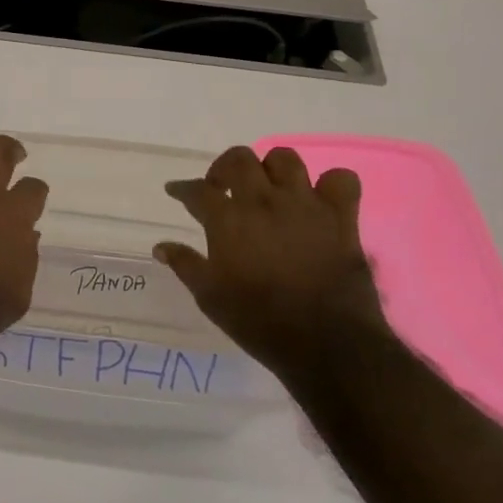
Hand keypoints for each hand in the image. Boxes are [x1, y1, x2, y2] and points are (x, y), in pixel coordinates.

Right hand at [154, 145, 386, 380]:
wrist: (325, 343)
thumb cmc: (258, 320)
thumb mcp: (209, 296)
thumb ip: (185, 264)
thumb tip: (161, 246)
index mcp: (228, 219)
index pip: (197, 190)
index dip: (182, 188)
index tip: (176, 191)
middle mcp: (263, 201)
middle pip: (239, 159)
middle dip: (224, 168)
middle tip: (221, 188)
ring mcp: (305, 205)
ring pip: (285, 159)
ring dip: (270, 168)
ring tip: (266, 188)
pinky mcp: (341, 218)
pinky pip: (341, 180)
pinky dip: (329, 184)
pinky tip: (318, 199)